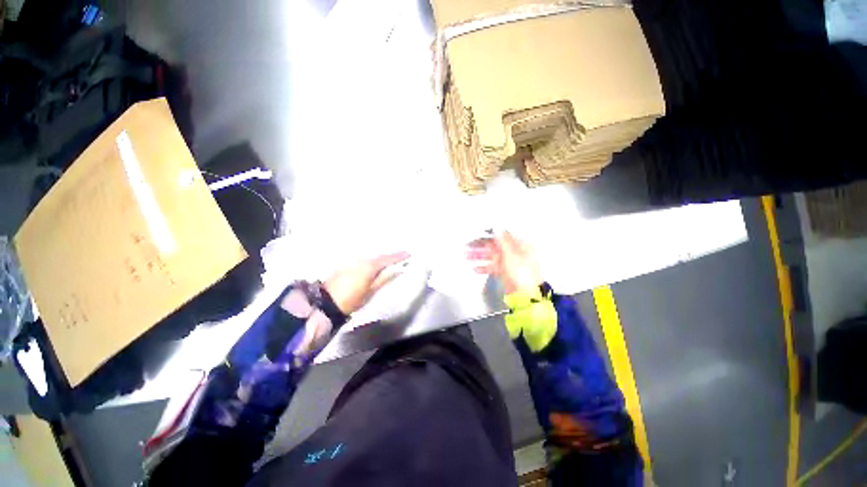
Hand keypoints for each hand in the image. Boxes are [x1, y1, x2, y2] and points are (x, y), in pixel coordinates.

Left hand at [323, 252, 409, 313]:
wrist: (326, 302)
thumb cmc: (352, 299)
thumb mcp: (371, 291)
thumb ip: (384, 279)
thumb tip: (397, 270)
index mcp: (370, 266)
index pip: (387, 259)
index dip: (398, 256)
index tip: (408, 253)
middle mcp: (362, 260)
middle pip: (379, 257)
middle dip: (390, 257)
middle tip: (400, 258)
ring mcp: (353, 262)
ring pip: (371, 258)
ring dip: (380, 260)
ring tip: (388, 262)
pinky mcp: (346, 265)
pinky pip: (364, 261)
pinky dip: (371, 262)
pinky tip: (373, 266)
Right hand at [469, 231, 541, 294]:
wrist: (526, 295)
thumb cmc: (523, 274)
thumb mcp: (512, 253)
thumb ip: (503, 240)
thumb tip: (497, 228)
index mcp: (520, 245)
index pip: (502, 236)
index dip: (489, 235)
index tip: (477, 235)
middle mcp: (515, 253)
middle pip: (495, 247)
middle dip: (480, 246)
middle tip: (468, 246)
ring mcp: (509, 263)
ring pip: (491, 257)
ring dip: (479, 256)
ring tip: (466, 256)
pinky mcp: (504, 273)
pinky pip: (492, 267)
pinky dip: (483, 267)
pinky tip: (474, 268)